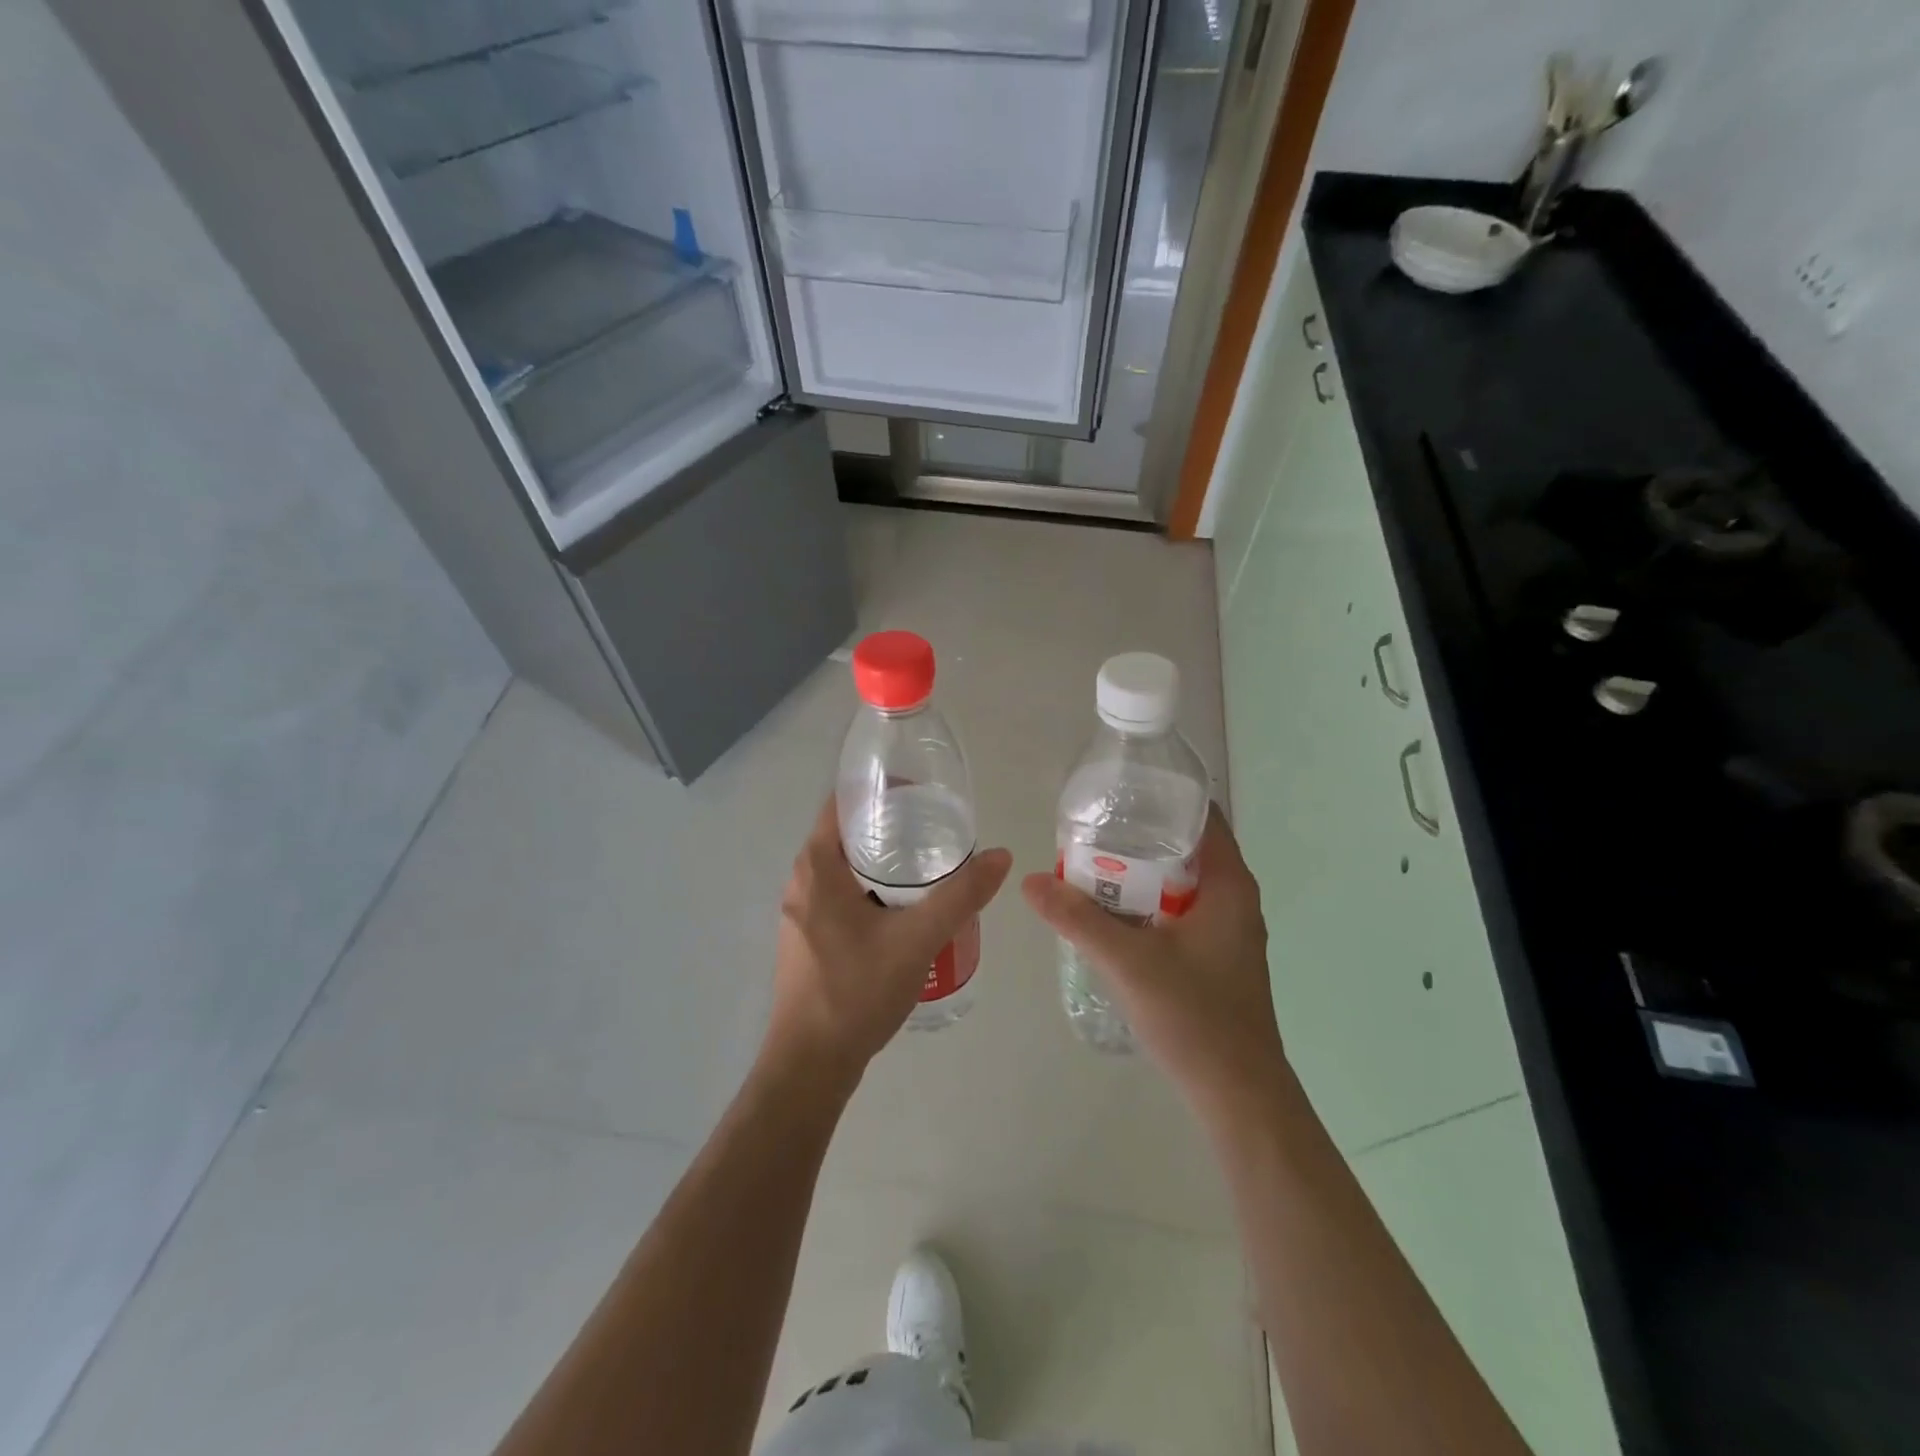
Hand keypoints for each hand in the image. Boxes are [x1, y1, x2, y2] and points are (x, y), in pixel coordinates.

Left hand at [766, 798, 1011, 1088]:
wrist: (810, 1065)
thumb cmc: (856, 992)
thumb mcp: (918, 939)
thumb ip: (961, 896)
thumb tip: (1001, 856)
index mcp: (816, 866)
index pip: (843, 802)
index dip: (881, 790)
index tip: (921, 795)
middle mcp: (800, 880)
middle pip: (846, 833)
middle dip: (890, 826)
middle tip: (937, 829)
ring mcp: (800, 911)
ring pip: (844, 867)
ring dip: (882, 860)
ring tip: (929, 865)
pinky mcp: (807, 937)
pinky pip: (841, 894)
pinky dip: (872, 887)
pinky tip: (906, 908)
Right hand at [1021, 806, 1286, 1113]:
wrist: (1239, 1096)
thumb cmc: (1195, 1017)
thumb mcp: (1128, 962)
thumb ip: (1078, 919)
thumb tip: (1031, 881)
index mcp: (1229, 885)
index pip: (1201, 817)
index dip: (1161, 798)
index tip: (1117, 793)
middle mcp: (1234, 899)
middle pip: (1186, 848)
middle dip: (1139, 836)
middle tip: (1090, 830)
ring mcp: (1227, 931)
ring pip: (1180, 883)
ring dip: (1141, 874)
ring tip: (1091, 866)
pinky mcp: (1216, 957)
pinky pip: (1179, 912)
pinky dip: (1148, 904)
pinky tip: (1112, 915)